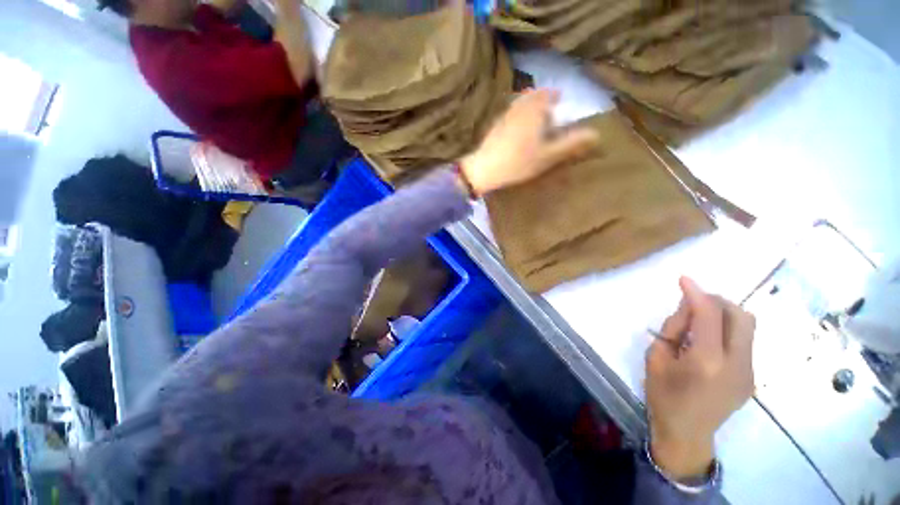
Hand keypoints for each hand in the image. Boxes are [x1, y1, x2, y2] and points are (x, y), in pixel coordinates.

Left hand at [459, 88, 598, 195]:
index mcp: (534, 109)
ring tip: (534, 120)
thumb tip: (596, 134)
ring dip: (529, 107)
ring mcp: (504, 116)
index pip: (548, 94)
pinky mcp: (494, 126)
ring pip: (519, 105)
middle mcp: (519, 107)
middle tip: (548, 109)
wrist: (484, 169)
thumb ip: (571, 144)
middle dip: (542, 100)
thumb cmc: (518, 162)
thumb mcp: (548, 155)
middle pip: (533, 97)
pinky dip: (517, 116)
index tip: (560, 100)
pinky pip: (510, 114)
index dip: (555, 96)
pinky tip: (517, 130)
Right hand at [645, 277, 754, 479]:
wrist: (687, 433)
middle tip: (693, 302)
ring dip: (723, 315)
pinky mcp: (752, 376)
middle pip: (740, 316)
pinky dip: (726, 331)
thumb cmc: (663, 395)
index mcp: (706, 361)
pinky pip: (743, 341)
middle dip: (717, 301)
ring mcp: (750, 371)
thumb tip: (688, 309)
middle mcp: (736, 363)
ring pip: (746, 327)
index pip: (709, 315)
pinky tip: (707, 342)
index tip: (684, 278)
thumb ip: (674, 330)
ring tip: (699, 323)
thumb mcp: (656, 358)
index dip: (697, 293)